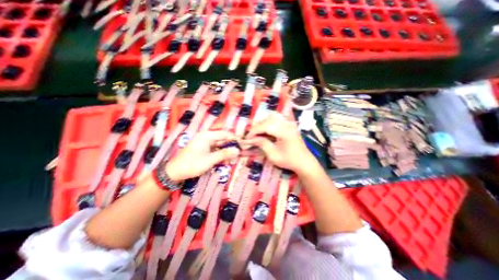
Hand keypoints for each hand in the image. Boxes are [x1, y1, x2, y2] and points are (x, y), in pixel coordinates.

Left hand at [165, 131, 239, 180]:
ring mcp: (204, 142)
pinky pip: (215, 148)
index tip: (243, 145)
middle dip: (231, 145)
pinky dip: (220, 153)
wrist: (175, 172)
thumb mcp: (210, 160)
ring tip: (232, 157)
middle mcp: (206, 136)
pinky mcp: (203, 147)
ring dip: (226, 150)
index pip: (225, 134)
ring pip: (220, 144)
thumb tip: (238, 150)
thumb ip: (224, 154)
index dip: (235, 139)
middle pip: (223, 138)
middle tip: (238, 153)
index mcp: (207, 136)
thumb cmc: (192, 164)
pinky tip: (224, 159)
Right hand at [241, 111, 314, 172]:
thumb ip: (262, 144)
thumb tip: (251, 139)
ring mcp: (289, 123)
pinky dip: (269, 121)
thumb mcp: (273, 155)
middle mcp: (288, 124)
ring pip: (272, 116)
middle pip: (268, 119)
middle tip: (251, 135)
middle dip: (257, 126)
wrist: (304, 162)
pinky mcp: (289, 124)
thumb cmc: (289, 161)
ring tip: (257, 132)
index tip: (247, 138)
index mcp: (285, 132)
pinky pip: (277, 118)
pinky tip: (265, 129)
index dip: (254, 131)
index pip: (265, 126)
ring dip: (263, 122)